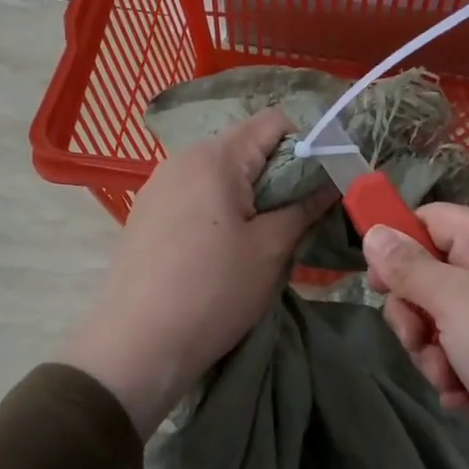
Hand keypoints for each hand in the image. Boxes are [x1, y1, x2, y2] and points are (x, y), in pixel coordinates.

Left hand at [61, 109, 331, 435]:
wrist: (136, 346)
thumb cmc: (213, 291)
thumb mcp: (271, 249)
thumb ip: (304, 206)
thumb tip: (331, 182)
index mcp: (214, 157)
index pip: (274, 122)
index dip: (307, 145)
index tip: (321, 185)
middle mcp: (182, 159)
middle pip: (246, 146)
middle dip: (280, 175)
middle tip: (297, 218)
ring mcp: (158, 186)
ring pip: (222, 173)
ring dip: (251, 195)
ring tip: (262, 239)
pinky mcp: (147, 214)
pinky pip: (197, 195)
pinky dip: (222, 210)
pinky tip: (223, 251)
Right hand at [363, 206, 468, 468]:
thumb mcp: (452, 301)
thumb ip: (407, 266)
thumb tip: (374, 231)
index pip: (431, 219)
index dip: (398, 245)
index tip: (377, 283)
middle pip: (431, 271)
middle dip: (414, 312)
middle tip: (415, 338)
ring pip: (441, 316)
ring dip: (431, 349)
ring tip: (447, 377)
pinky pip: (463, 348)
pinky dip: (454, 371)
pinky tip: (460, 395)